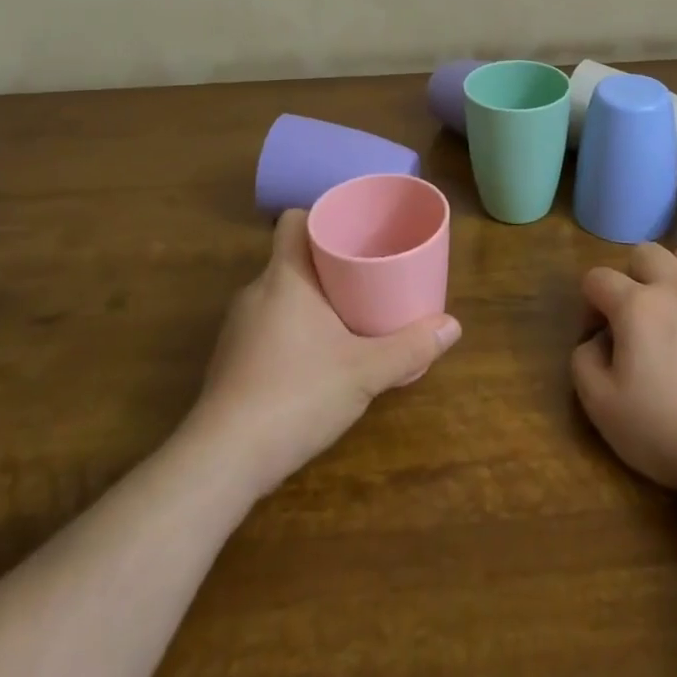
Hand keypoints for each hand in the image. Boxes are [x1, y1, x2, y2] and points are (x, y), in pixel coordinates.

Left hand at [187, 209, 461, 495]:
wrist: (223, 459)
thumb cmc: (297, 395)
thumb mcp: (365, 371)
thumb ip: (410, 347)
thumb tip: (452, 326)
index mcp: (286, 277)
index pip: (294, 221)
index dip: (321, 216)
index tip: (353, 229)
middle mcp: (256, 291)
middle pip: (293, 258)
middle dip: (328, 263)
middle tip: (366, 274)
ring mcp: (238, 327)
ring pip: (280, 294)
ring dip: (310, 300)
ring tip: (348, 315)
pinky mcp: (230, 360)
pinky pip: (267, 326)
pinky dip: (293, 330)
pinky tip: (316, 358)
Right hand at [572, 244, 676, 497]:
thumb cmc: (668, 431)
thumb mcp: (601, 407)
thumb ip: (583, 361)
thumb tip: (597, 340)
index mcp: (637, 304)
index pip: (598, 277)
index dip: (589, 304)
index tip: (597, 337)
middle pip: (644, 253)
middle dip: (629, 277)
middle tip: (632, 319)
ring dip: (670, 274)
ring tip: (671, 312)